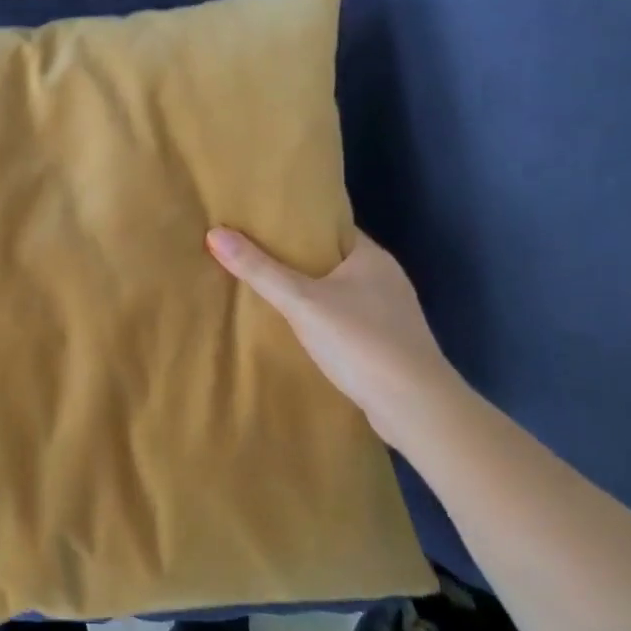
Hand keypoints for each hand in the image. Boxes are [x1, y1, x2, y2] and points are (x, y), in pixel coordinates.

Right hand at [207, 227, 464, 445]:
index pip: (329, 227)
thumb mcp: (301, 302)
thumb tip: (215, 233)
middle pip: (332, 258)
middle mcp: (385, 278)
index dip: (296, 223)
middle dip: (297, 258)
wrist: (416, 408)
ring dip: (310, 290)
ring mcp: (390, 312)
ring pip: (340, 290)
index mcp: (371, 257)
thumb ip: (260, 270)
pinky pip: (347, 318)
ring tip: (268, 287)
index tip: (260, 222)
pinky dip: (323, 317)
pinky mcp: (387, 343)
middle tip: (253, 253)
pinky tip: (300, 326)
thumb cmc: (361, 342)